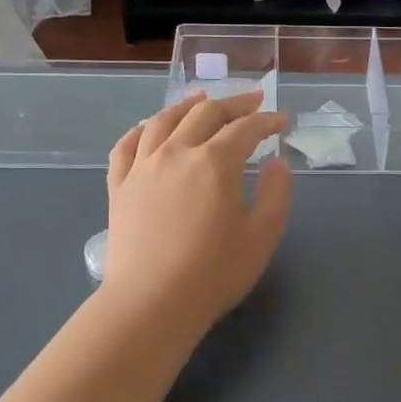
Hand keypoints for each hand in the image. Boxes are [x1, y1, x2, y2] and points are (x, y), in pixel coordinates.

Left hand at [102, 90, 290, 336]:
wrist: (151, 303)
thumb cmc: (213, 273)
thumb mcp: (261, 236)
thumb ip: (275, 193)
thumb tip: (276, 163)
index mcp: (215, 162)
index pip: (245, 128)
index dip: (266, 120)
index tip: (281, 120)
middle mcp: (177, 152)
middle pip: (205, 113)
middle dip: (233, 103)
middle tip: (252, 100)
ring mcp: (143, 166)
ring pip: (163, 120)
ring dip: (186, 105)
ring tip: (200, 99)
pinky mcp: (119, 186)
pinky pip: (127, 145)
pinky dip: (141, 129)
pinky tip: (148, 128)